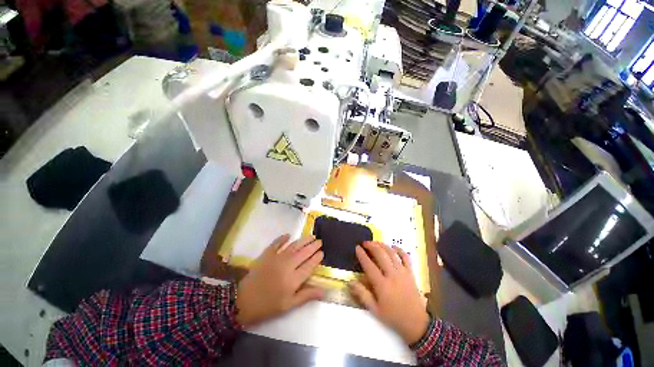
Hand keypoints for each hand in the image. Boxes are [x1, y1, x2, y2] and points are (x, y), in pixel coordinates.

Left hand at [236, 234, 324, 326]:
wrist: (243, 301)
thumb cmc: (268, 306)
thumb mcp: (288, 305)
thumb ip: (306, 295)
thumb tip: (324, 290)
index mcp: (293, 279)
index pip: (309, 265)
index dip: (316, 258)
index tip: (322, 252)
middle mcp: (287, 265)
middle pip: (304, 253)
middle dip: (313, 246)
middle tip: (319, 241)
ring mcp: (277, 258)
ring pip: (294, 246)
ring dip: (303, 240)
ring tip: (311, 236)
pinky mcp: (267, 254)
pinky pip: (276, 243)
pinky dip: (282, 238)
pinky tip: (288, 235)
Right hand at [349, 241, 429, 344]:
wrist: (416, 323)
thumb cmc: (393, 316)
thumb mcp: (374, 310)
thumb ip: (362, 294)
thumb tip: (350, 282)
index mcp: (382, 285)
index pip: (369, 265)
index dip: (362, 255)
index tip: (357, 247)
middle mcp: (392, 275)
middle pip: (381, 255)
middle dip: (372, 246)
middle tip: (365, 243)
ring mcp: (403, 273)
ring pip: (392, 253)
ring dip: (383, 245)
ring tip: (375, 242)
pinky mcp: (410, 273)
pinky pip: (406, 257)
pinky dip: (399, 250)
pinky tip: (393, 247)